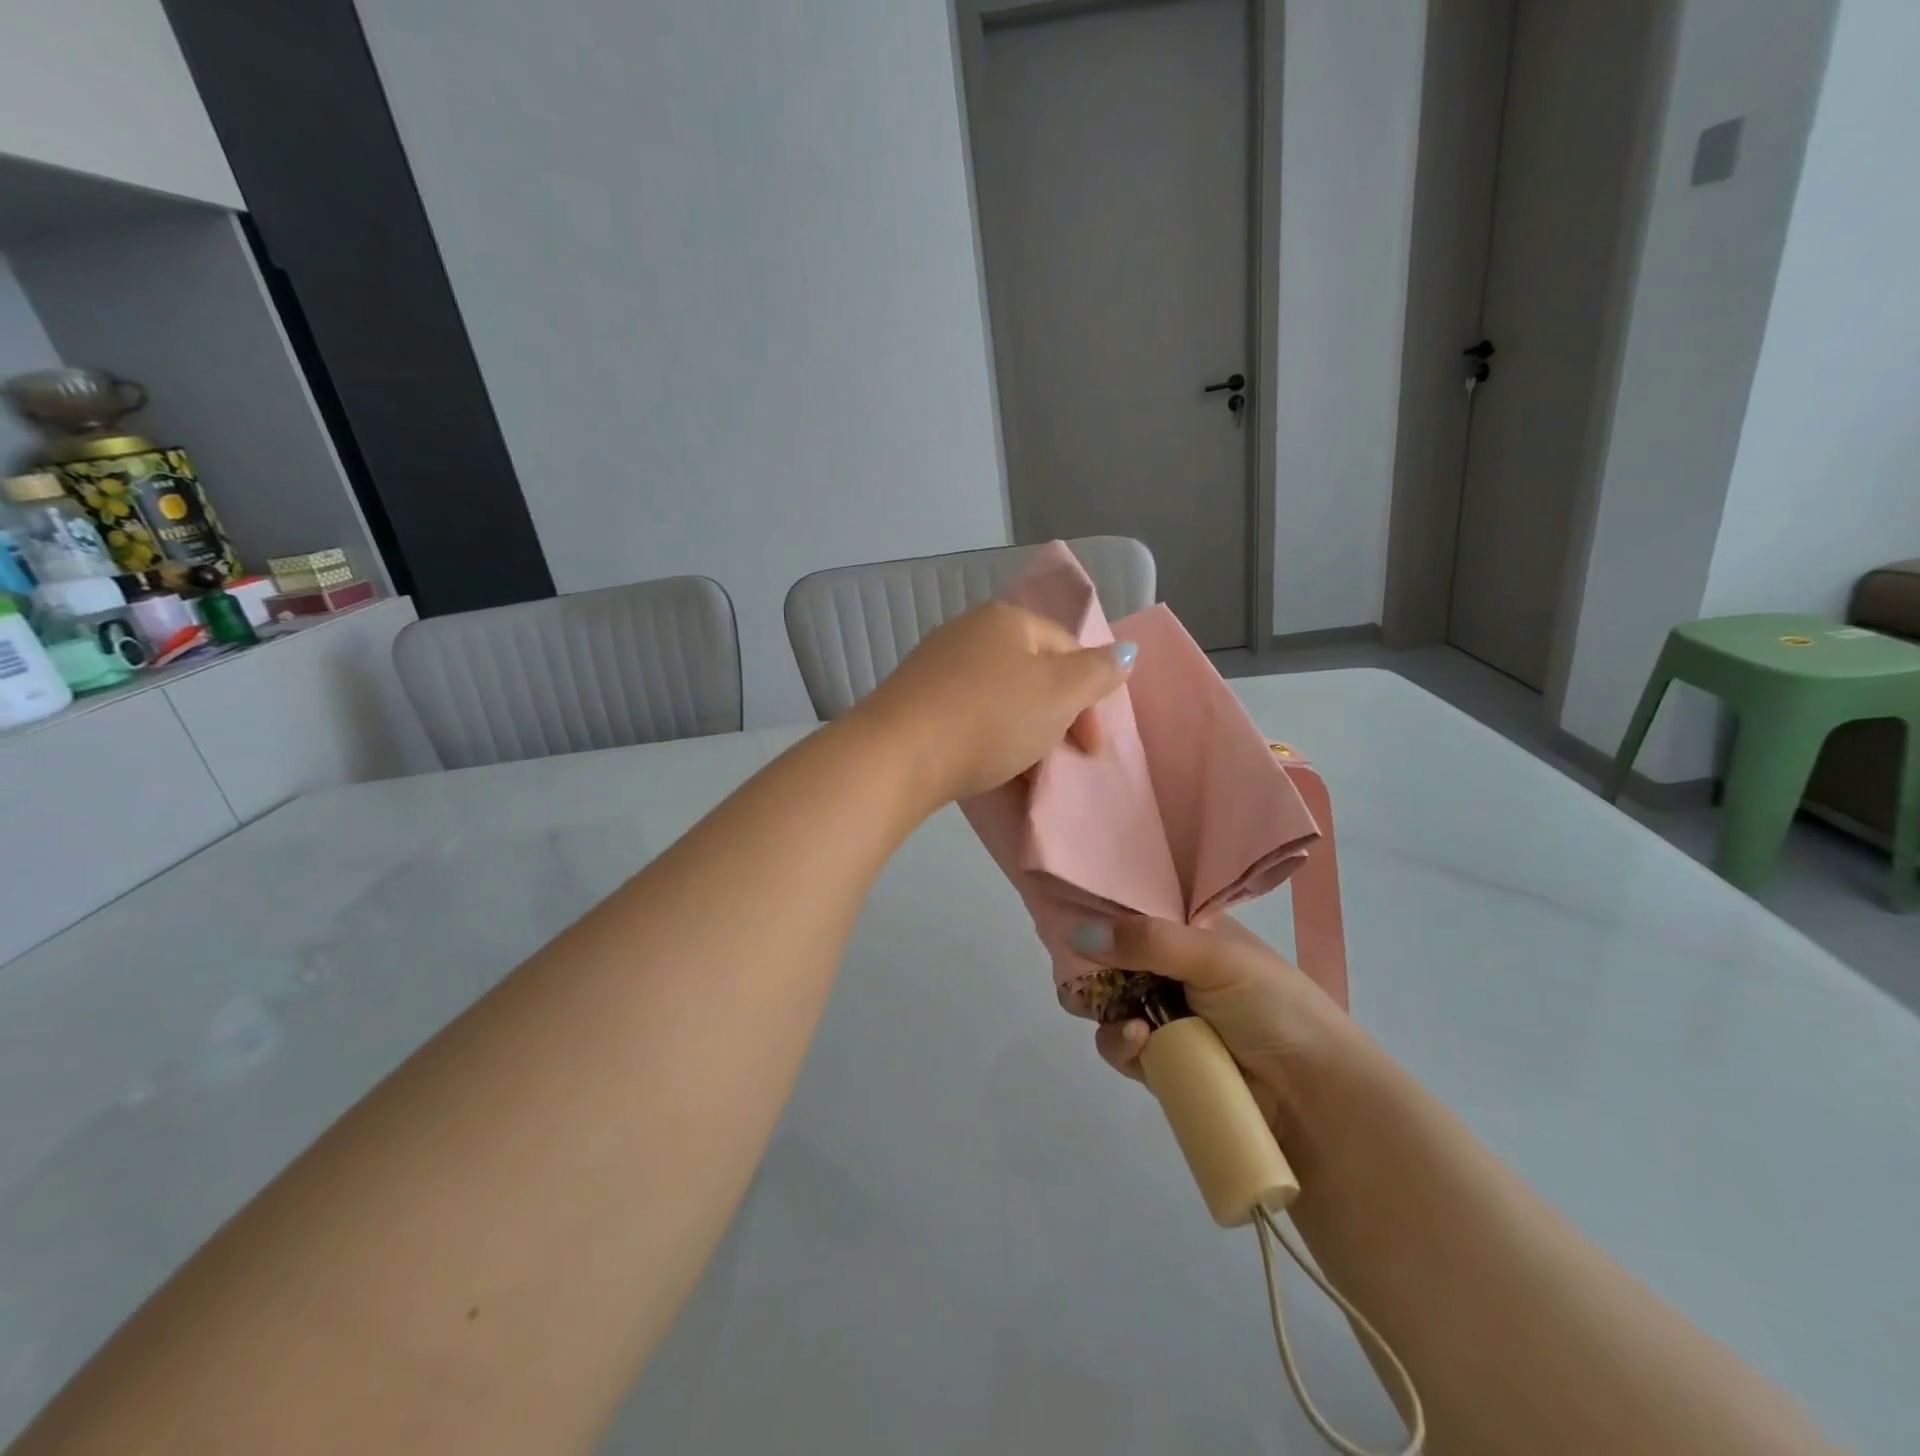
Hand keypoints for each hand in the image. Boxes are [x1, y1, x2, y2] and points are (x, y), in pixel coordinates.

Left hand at [854, 600, 1134, 803]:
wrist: (897, 755)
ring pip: (1000, 696)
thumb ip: (1097, 672)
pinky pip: (967, 713)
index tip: (1092, 749)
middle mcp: (969, 630)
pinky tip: (984, 764)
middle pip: (1033, 672)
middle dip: (1056, 716)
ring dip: (1022, 731)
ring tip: (1024, 769)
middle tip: (1060, 759)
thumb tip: (1126, 651)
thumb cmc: (990, 718)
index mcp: (1007, 619)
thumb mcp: (1059, 693)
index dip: (1090, 697)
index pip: (1069, 648)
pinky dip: (986, 736)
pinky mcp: (913, 698)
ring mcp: (936, 664)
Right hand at [1084, 916, 1360, 1140]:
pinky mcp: (1158, 1062)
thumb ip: (1146, 940)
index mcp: (1189, 932)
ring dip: (1103, 1008)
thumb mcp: (1213, 957)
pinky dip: (1119, 1043)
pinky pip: (1119, 1046)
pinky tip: (1137, 1043)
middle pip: (1110, 958)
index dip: (1101, 911)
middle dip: (1088, 965)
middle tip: (1080, 974)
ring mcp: (1163, 1016)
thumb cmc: (1272, 1007)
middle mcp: (1171, 969)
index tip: (1066, 913)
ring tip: (1126, 1020)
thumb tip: (1076, 933)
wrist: (1315, 1099)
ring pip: (1107, 1003)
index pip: (1133, 910)